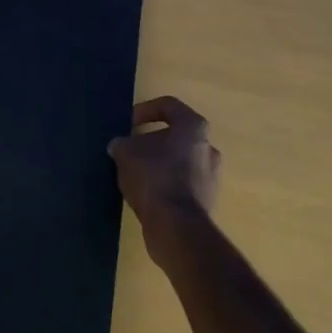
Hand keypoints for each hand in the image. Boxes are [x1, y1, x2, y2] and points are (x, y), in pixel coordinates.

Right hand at [107, 96, 220, 262]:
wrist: (176, 226)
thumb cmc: (153, 177)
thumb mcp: (126, 153)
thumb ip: (122, 144)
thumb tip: (120, 146)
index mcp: (194, 127)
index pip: (169, 106)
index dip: (144, 110)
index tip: (128, 124)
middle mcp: (208, 147)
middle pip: (176, 136)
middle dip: (151, 142)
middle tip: (130, 150)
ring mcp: (211, 176)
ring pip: (180, 162)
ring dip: (159, 164)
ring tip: (135, 174)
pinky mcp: (207, 201)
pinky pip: (182, 185)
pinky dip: (166, 185)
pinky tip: (146, 194)